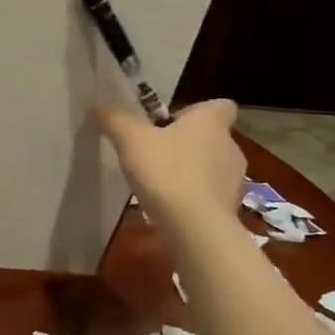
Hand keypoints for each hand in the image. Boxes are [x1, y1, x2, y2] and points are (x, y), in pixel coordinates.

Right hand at [94, 99, 243, 219]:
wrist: (196, 228)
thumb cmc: (167, 172)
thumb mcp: (131, 140)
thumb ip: (116, 119)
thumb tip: (100, 107)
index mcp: (211, 122)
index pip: (221, 105)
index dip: (197, 111)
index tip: (172, 123)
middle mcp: (230, 146)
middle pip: (212, 137)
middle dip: (187, 144)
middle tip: (156, 154)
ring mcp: (234, 180)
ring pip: (212, 168)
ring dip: (192, 172)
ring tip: (161, 185)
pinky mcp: (230, 209)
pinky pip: (210, 196)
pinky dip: (195, 199)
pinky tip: (171, 209)